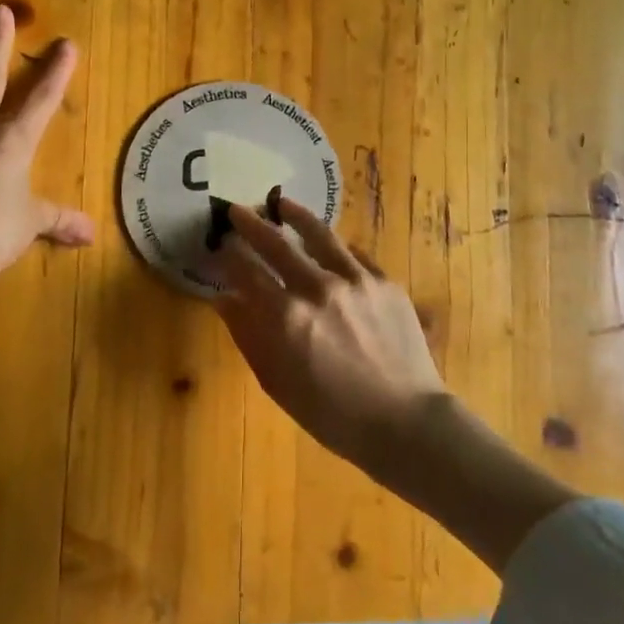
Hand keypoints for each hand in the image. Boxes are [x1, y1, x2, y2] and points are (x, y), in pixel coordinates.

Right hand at [216, 197, 575, 569]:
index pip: (245, 272)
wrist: (404, 420)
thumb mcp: (277, 382)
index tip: (218, 246)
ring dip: (294, 215)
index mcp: (285, 317)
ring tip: (281, 203)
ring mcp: (355, 280)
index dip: (227, 256)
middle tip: (236, 211)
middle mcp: (317, 288)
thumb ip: (247, 335)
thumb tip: (223, 298)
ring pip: (318, 234)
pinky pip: (352, 253)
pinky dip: (333, 245)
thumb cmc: (332, 413)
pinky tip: (326, 241)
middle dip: (251, 224)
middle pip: (275, 243)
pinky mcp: (383, 281)